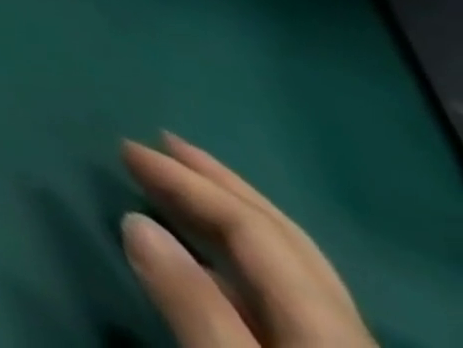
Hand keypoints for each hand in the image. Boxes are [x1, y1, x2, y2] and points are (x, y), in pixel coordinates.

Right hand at [120, 134, 375, 347]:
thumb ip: (195, 313)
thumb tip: (136, 222)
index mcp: (329, 332)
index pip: (255, 233)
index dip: (188, 184)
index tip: (123, 149)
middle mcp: (346, 338)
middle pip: (286, 244)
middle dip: (218, 186)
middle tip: (158, 143)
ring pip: (293, 273)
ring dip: (229, 219)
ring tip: (177, 192)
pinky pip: (288, 303)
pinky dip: (240, 265)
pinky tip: (209, 269)